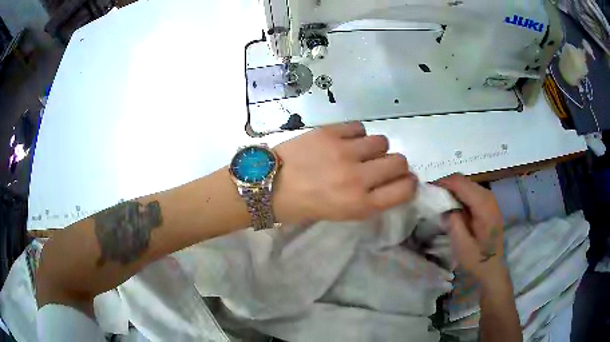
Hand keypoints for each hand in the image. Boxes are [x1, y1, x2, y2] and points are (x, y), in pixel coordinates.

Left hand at [272, 122, 416, 223]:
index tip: (405, 180)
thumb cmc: (305, 206)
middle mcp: (357, 178)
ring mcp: (344, 152)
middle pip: (399, 162)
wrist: (269, 185)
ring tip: (358, 152)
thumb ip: (370, 199)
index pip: (404, 190)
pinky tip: (343, 141)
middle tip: (380, 165)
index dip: (409, 183)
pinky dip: (356, 135)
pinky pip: (359, 127)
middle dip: (395, 165)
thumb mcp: (342, 214)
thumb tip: (391, 181)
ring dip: (374, 148)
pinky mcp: (330, 133)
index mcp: (360, 205)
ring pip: (381, 141)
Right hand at [436, 174, 504, 284]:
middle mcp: (489, 197)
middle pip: (464, 180)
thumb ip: (453, 223)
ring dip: (453, 190)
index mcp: (483, 206)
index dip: (443, 183)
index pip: (461, 183)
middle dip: (447, 185)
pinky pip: (472, 192)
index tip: (428, 190)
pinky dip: (460, 195)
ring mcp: (490, 200)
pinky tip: (454, 207)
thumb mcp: (462, 246)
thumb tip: (445, 208)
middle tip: (432, 197)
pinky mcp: (489, 205)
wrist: (493, 269)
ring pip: (468, 184)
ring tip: (441, 202)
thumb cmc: (477, 260)